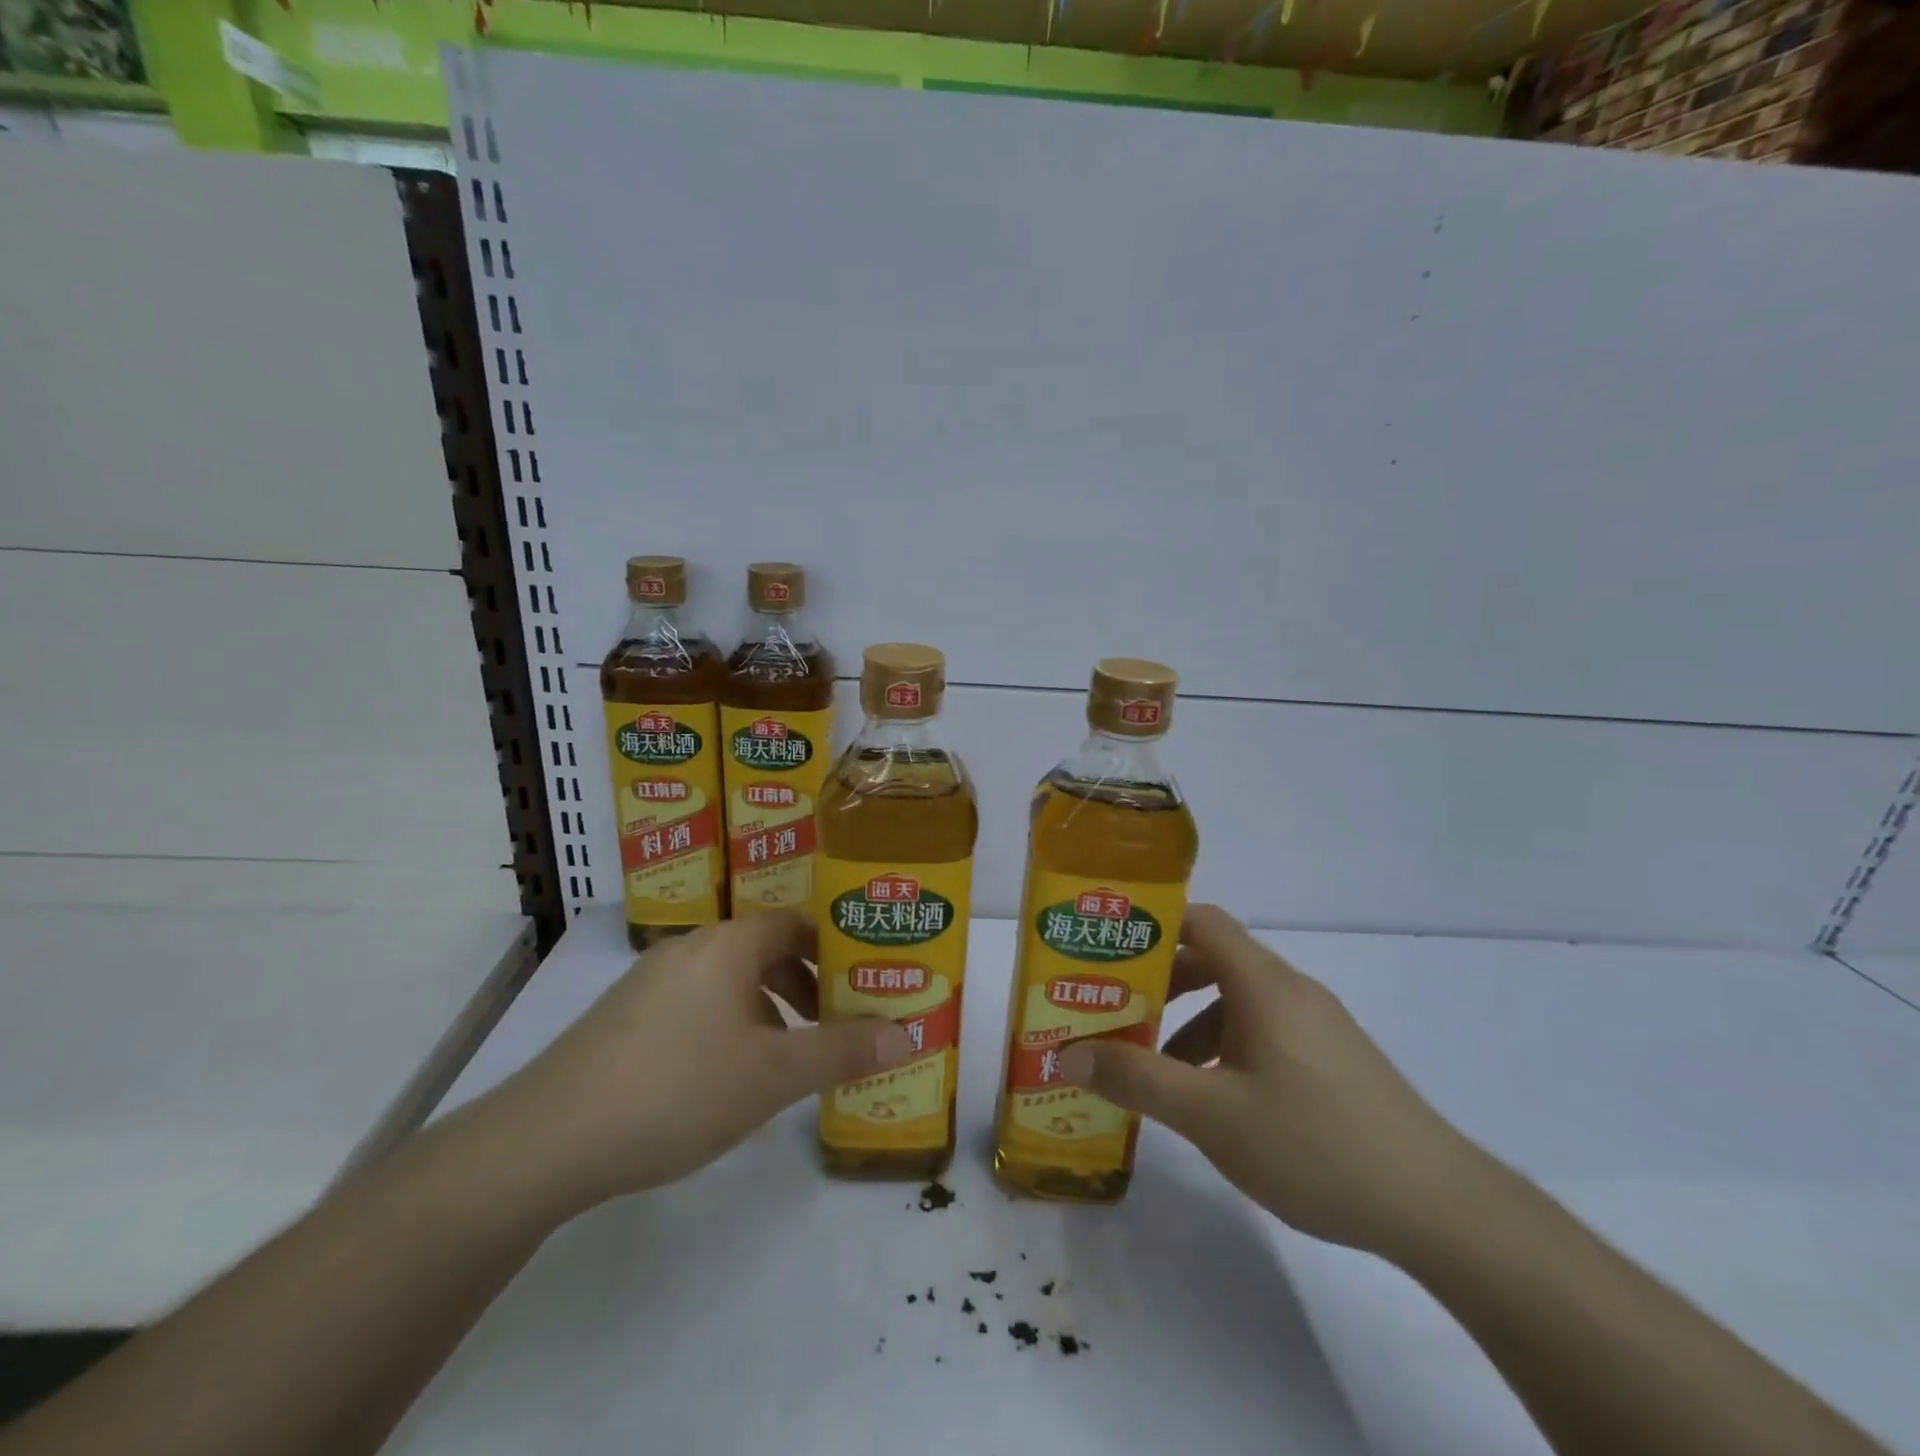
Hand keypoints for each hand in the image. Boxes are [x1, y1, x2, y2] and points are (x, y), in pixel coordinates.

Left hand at [479, 912, 912, 1218]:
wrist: (547, 1140)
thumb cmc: (678, 1089)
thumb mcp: (774, 1074)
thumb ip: (843, 1050)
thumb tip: (909, 1033)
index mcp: (728, 945)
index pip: (796, 924)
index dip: (835, 949)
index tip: (863, 982)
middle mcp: (689, 949)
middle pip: (764, 950)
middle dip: (806, 985)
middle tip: (836, 1024)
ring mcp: (650, 982)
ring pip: (729, 981)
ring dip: (768, 1009)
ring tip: (788, 1057)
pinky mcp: (623, 1018)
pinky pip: (696, 1004)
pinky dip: (728, 1025)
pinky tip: (726, 1078)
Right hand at [1059, 904, 1483, 1256]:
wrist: (1439, 1207)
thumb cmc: (1314, 1143)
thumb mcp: (1211, 1114)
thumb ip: (1137, 1079)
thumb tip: (1068, 1053)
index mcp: (1262, 984)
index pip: (1201, 921)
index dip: (1152, 925)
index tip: (1109, 950)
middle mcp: (1290, 990)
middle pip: (1214, 959)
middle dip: (1161, 982)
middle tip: (1116, 1011)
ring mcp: (1317, 1025)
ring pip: (1238, 1001)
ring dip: (1191, 1022)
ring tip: (1157, 1069)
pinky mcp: (1333, 1059)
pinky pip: (1264, 1031)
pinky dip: (1225, 1047)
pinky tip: (1215, 1102)